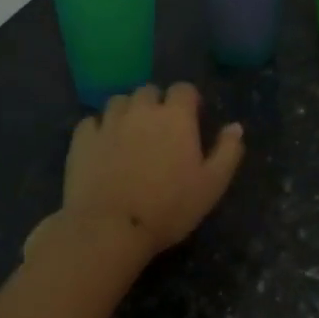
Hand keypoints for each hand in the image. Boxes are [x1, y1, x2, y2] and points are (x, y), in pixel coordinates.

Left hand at [58, 83, 243, 258]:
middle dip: (156, 103)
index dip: (188, 100)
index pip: (184, 89)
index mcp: (175, 116)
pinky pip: (91, 122)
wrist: (110, 228)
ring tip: (130, 133)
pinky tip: (102, 145)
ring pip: (119, 101)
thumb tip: (236, 127)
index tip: (191, 117)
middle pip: (149, 91)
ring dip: (127, 111)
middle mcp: (141, 110)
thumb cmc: (169, 207)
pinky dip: (99, 128)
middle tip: (160, 129)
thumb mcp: (212, 185)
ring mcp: (108, 122)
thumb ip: (227, 152)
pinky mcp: (82, 140)